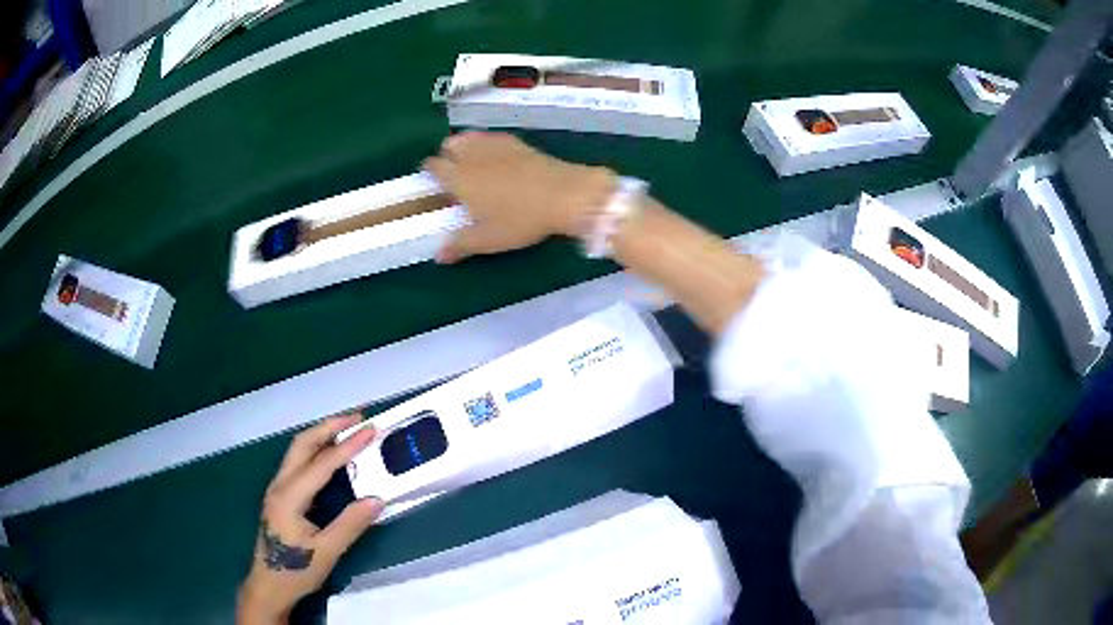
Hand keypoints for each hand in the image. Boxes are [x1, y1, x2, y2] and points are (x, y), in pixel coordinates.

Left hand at [237, 415, 381, 623]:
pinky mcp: (280, 496)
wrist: (268, 586)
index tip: (370, 430)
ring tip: (347, 429)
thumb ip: (350, 525)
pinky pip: (298, 463)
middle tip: (358, 418)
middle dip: (330, 426)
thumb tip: (377, 498)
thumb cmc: (296, 571)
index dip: (348, 446)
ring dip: (322, 435)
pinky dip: (317, 451)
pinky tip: (331, 457)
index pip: (321, 464)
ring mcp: (277, 489)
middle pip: (303, 444)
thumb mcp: (327, 553)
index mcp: (289, 496)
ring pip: (298, 451)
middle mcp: (279, 485)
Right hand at [423, 132, 616, 262]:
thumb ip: (460, 245)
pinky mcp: (516, 141)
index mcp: (458, 177)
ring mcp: (495, 145)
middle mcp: (471, 155)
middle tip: (452, 173)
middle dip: (445, 156)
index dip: (429, 171)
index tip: (432, 181)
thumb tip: (438, 256)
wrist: (563, 194)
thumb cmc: (520, 219)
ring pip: (468, 137)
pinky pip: (491, 137)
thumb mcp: (488, 239)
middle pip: (448, 145)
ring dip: (463, 146)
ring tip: (471, 162)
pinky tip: (496, 156)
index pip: (433, 166)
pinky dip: (485, 143)